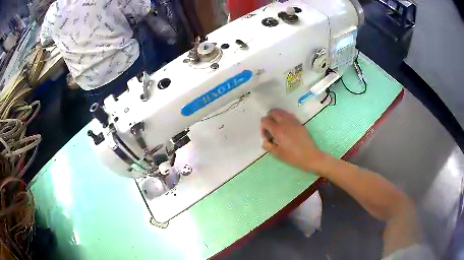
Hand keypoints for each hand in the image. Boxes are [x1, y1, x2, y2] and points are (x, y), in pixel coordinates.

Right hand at [260, 109, 324, 171]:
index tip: (267, 138)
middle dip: (269, 119)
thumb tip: (265, 141)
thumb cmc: (293, 157)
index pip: (265, 120)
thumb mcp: (277, 154)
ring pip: (281, 112)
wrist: (310, 156)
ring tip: (278, 129)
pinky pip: (288, 115)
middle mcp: (285, 121)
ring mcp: (293, 120)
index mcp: (278, 129)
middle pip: (273, 112)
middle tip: (270, 130)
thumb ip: (268, 146)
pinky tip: (286, 129)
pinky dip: (284, 119)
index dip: (263, 129)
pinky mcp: (299, 122)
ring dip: (276, 118)